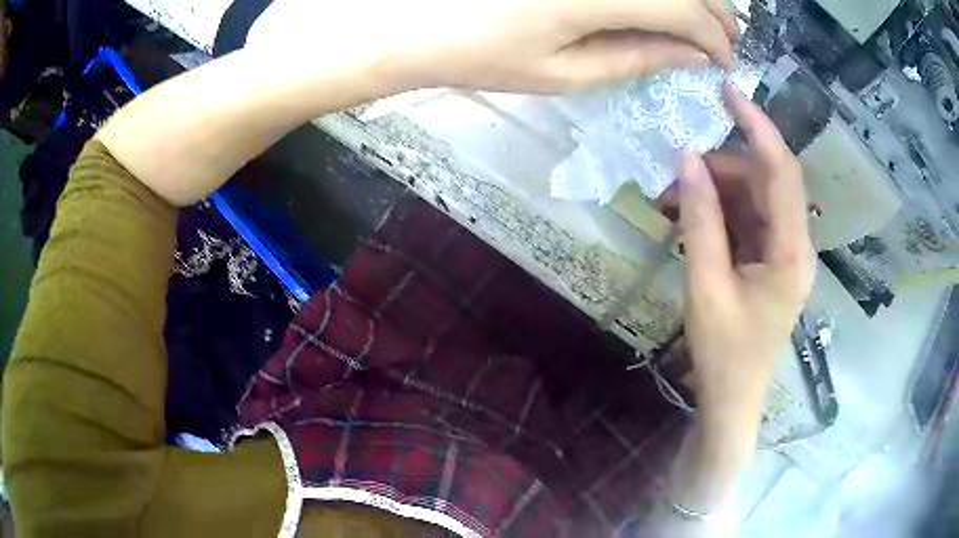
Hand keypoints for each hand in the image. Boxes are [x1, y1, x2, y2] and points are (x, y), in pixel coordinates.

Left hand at [247, 0, 737, 93]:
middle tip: (723, 40)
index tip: (726, 61)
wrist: (411, 17)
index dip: (716, 38)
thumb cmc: (481, 51)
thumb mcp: (563, 71)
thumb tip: (690, 56)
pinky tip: (658, 5)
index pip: (689, 12)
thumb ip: (635, 57)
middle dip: (715, 13)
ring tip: (702, 20)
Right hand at [677, 86, 815, 427]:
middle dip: (721, 168)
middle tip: (674, 172)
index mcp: (791, 252)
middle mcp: (796, 245)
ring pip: (755, 199)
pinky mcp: (771, 261)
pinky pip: (748, 220)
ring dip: (717, 191)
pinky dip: (720, 212)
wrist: (733, 400)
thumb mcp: (705, 286)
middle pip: (765, 182)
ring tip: (674, 200)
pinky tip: (691, 219)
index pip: (782, 171)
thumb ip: (699, 220)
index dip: (757, 126)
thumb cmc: (723, 354)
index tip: (727, 92)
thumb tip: (687, 158)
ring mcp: (785, 253)